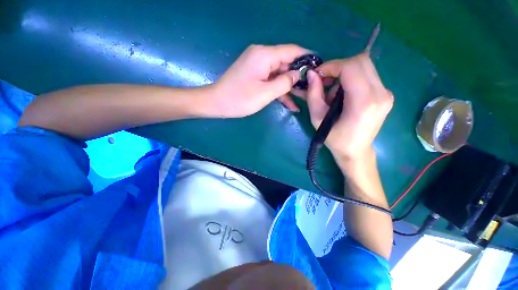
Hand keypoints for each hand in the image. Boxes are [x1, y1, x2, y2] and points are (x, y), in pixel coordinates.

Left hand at [208, 44, 309, 117]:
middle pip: (286, 63)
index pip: (292, 51)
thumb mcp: (266, 93)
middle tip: (312, 89)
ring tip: (303, 100)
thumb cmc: (240, 99)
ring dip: (289, 87)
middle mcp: (262, 56)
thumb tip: (297, 75)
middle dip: (299, 77)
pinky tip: (289, 103)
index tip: (320, 68)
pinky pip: (271, 80)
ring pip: (279, 74)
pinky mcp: (255, 75)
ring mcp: (258, 66)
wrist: (217, 103)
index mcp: (264, 55)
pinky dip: (279, 91)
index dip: (307, 59)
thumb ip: (284, 82)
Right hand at [297, 52, 392, 159]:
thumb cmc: (335, 139)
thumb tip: (312, 74)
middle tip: (324, 81)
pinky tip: (343, 95)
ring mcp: (386, 93)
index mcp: (364, 102)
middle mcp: (381, 93)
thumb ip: (313, 95)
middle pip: (361, 61)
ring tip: (333, 93)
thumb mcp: (318, 119)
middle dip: (338, 67)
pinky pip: (367, 75)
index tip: (318, 75)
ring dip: (344, 74)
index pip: (351, 67)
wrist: (355, 151)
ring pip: (364, 66)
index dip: (331, 66)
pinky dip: (351, 79)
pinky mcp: (385, 94)